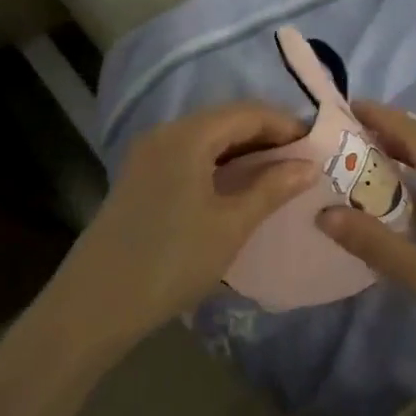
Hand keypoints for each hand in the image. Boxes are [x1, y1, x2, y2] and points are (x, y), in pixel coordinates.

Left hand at [53, 101, 315, 346]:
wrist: (96, 304)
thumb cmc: (171, 261)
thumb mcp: (230, 225)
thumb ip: (271, 189)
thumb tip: (308, 165)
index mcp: (188, 135)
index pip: (247, 112)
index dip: (286, 124)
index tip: (318, 144)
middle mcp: (165, 133)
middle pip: (226, 119)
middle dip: (267, 135)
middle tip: (302, 159)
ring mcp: (148, 154)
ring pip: (207, 137)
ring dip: (243, 149)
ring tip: (278, 173)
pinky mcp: (140, 176)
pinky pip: (189, 154)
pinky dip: (219, 162)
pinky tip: (238, 185)